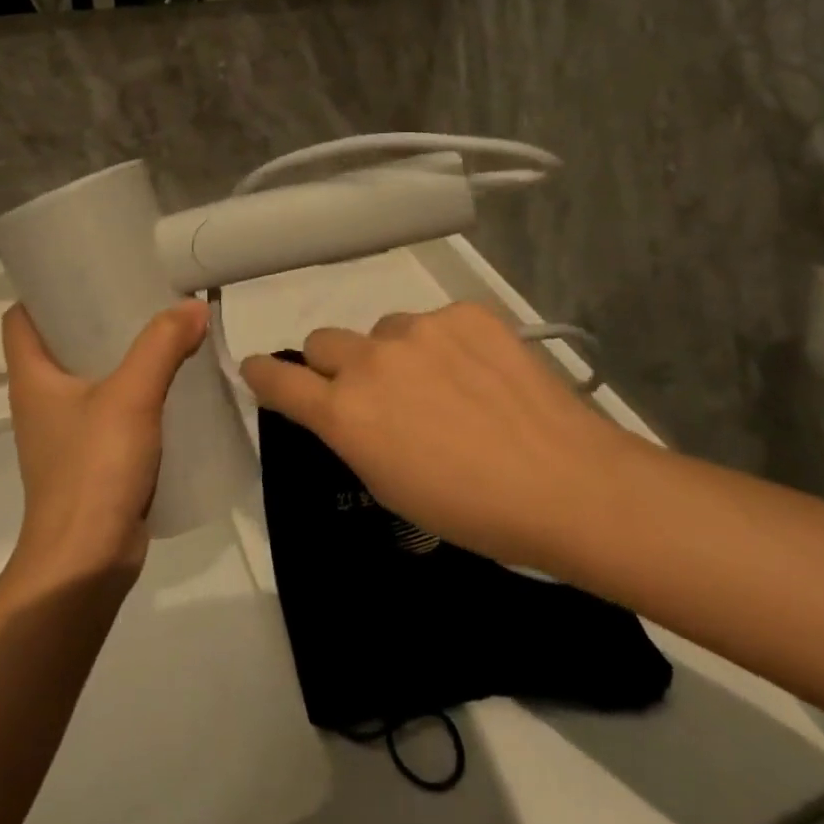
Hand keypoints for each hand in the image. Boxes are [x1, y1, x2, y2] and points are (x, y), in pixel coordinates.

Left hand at [1, 302, 209, 580]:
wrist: (86, 564)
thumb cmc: (93, 470)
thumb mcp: (131, 396)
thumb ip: (162, 345)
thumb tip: (193, 306)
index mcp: (32, 378)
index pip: (20, 320)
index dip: (44, 291)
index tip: (86, 271)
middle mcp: (41, 401)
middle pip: (60, 343)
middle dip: (97, 317)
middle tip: (140, 292)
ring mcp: (65, 433)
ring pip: (90, 377)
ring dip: (121, 355)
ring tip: (162, 330)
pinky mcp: (91, 459)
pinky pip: (112, 410)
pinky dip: (136, 392)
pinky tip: (172, 384)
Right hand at [241, 303, 632, 571]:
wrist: (565, 481)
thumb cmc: (472, 510)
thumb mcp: (390, 486)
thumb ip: (351, 435)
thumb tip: (342, 409)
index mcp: (345, 412)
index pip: (279, 379)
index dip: (262, 373)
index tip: (257, 369)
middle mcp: (370, 360)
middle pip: (324, 340)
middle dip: (334, 364)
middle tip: (371, 392)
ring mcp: (418, 328)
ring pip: (383, 331)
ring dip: (396, 355)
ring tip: (444, 388)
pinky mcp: (464, 312)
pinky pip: (435, 322)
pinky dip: (444, 344)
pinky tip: (480, 374)